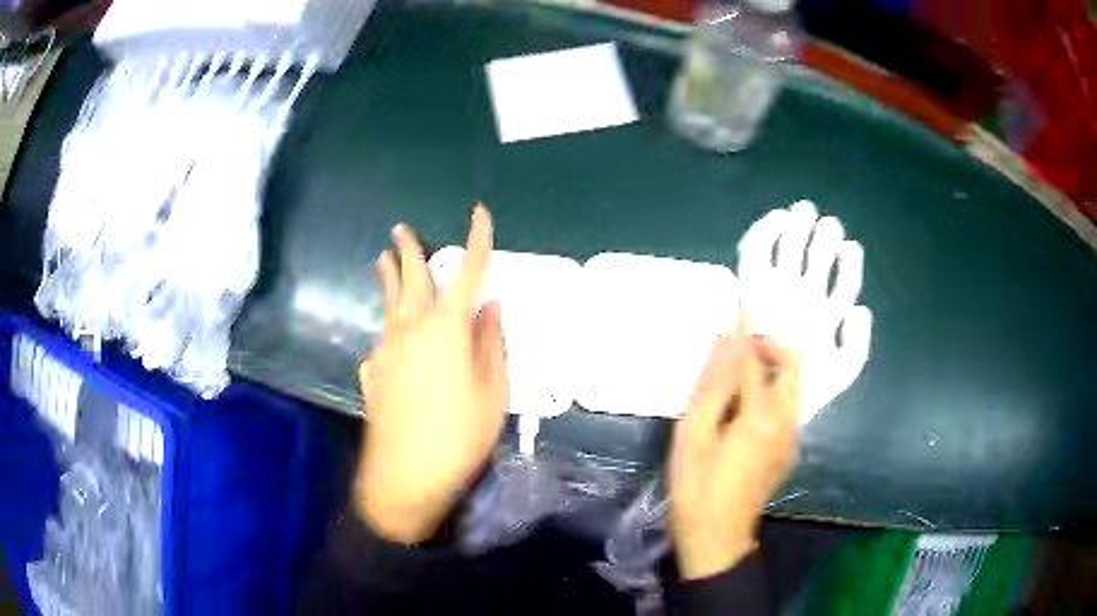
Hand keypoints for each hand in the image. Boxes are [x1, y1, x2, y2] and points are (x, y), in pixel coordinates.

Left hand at [355, 205, 507, 543]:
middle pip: (410, 278)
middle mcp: (412, 329)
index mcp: (447, 329)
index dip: (477, 240)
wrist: (405, 475)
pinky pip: (383, 340)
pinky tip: (389, 338)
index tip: (479, 213)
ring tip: (382, 260)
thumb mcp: (492, 392)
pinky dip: (389, 329)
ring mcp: (387, 350)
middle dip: (408, 250)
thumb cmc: (460, 436)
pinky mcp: (372, 372)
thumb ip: (490, 343)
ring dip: (388, 278)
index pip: (467, 272)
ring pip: (388, 304)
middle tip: (400, 229)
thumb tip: (490, 306)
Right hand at [669, 321, 800, 579]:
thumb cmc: (697, 487)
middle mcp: (787, 421)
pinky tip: (747, 405)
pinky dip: (775, 391)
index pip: (755, 360)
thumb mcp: (694, 435)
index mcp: (761, 416)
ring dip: (775, 368)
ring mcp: (792, 438)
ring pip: (795, 387)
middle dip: (771, 346)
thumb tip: (726, 342)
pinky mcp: (789, 451)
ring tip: (742, 369)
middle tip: (741, 344)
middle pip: (793, 367)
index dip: (746, 330)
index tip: (740, 303)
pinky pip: (789, 408)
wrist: (717, 536)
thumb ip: (713, 386)